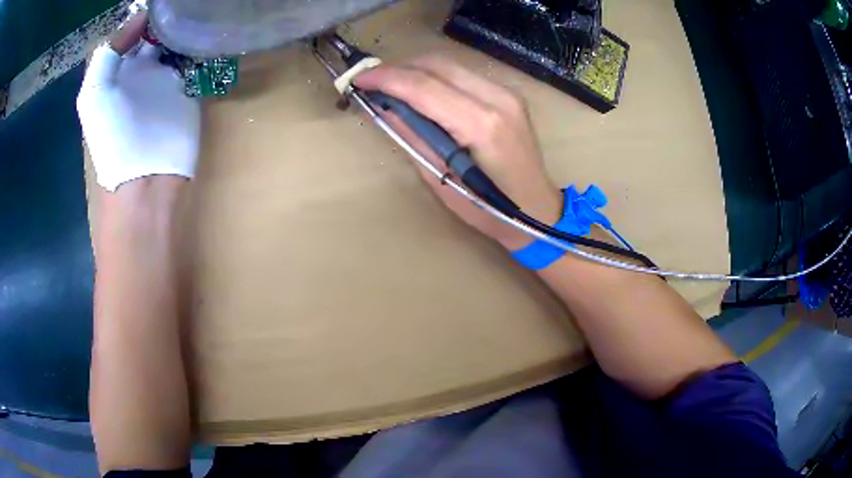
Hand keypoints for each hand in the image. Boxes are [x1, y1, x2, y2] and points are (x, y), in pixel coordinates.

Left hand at [77, 12, 200, 192]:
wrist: (144, 175)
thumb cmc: (112, 136)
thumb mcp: (93, 95)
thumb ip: (107, 54)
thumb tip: (140, 18)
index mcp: (121, 70)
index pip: (136, 31)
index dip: (147, 15)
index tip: (162, 3)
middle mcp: (144, 69)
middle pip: (161, 32)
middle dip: (171, 16)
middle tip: (185, 4)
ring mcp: (169, 78)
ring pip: (181, 41)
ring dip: (188, 26)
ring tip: (198, 10)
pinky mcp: (191, 88)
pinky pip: (198, 58)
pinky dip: (203, 43)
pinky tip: (208, 29)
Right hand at [354, 56, 561, 250]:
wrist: (537, 210)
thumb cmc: (488, 209)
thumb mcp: (442, 180)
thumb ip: (414, 137)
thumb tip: (387, 108)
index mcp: (481, 124)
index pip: (424, 87)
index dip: (386, 79)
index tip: (360, 79)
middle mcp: (497, 99)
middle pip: (437, 65)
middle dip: (399, 68)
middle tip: (373, 81)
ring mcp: (507, 94)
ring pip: (451, 65)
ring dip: (416, 69)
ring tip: (393, 85)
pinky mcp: (509, 95)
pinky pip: (464, 74)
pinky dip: (437, 76)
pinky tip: (423, 90)